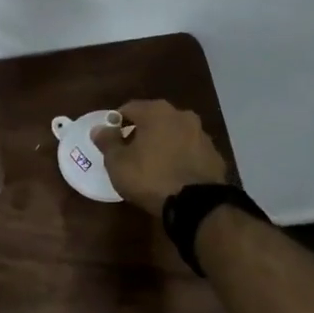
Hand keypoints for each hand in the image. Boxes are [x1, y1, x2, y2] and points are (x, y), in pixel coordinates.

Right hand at [91, 99, 228, 214]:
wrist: (196, 204)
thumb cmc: (150, 177)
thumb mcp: (118, 163)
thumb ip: (107, 142)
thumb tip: (99, 128)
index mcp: (156, 111)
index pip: (128, 108)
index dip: (115, 123)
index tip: (109, 140)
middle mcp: (181, 115)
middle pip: (154, 119)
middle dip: (140, 132)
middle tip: (129, 152)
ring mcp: (202, 134)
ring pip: (174, 134)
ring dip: (162, 143)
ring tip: (151, 165)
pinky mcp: (214, 154)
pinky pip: (189, 151)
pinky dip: (179, 157)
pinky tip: (172, 174)